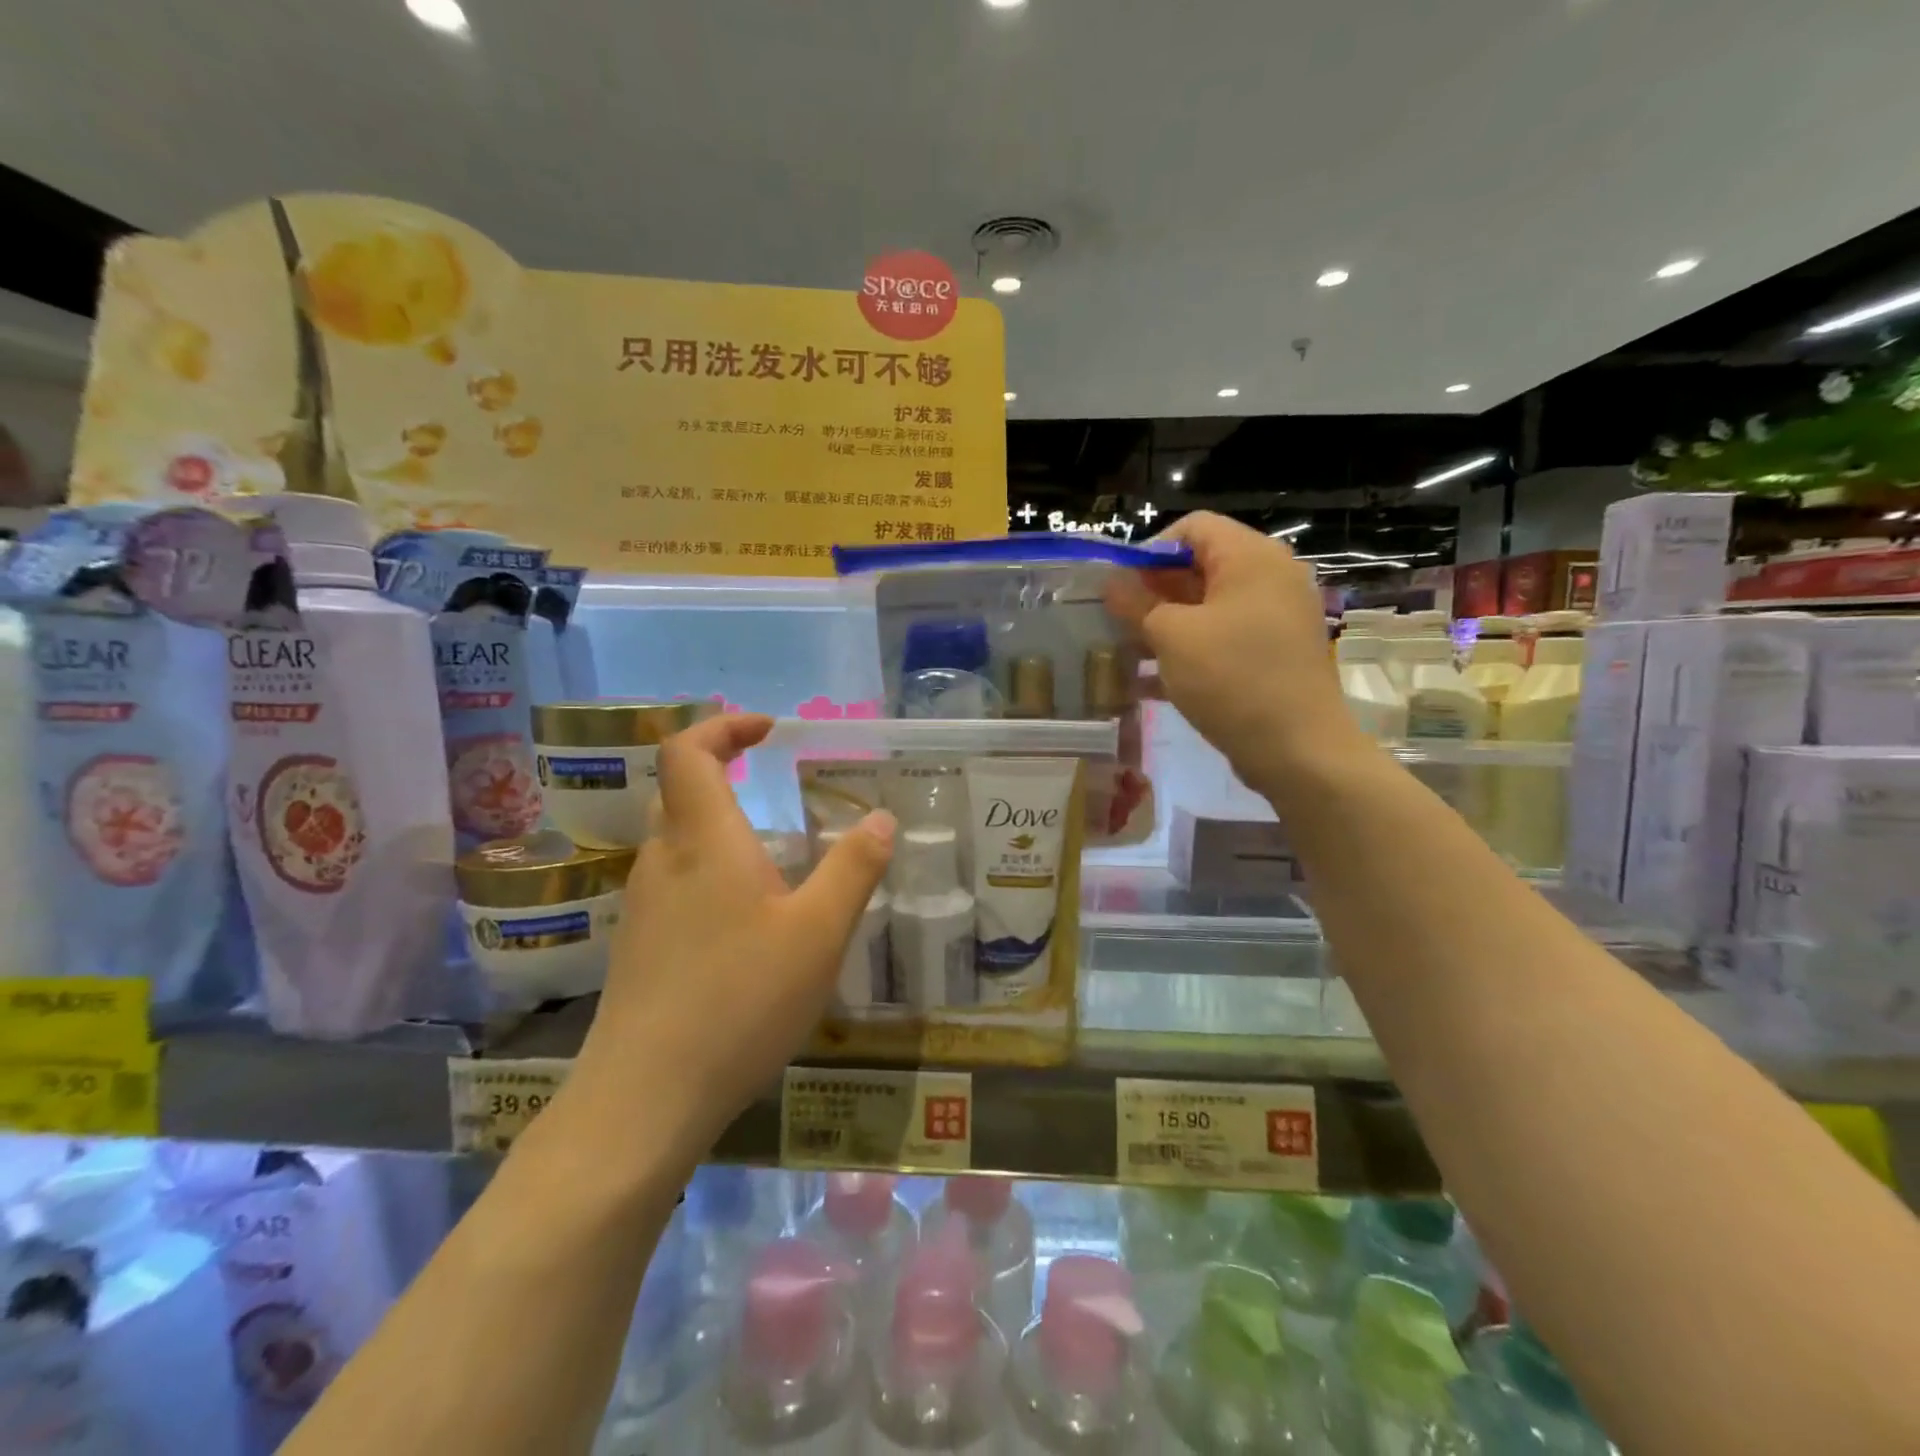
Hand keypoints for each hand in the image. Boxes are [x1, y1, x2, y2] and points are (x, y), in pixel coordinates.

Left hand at [572, 714, 894, 1152]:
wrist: (644, 1099)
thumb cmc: (739, 1000)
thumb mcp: (818, 932)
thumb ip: (853, 868)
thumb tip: (882, 818)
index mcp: (704, 839)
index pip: (688, 751)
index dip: (723, 726)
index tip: (769, 730)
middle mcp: (663, 860)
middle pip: (678, 789)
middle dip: (722, 770)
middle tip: (772, 781)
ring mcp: (642, 905)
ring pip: (676, 839)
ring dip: (719, 824)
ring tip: (774, 856)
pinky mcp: (638, 946)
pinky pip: (674, 883)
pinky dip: (709, 870)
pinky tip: (745, 920)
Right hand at [1105, 511, 1358, 786]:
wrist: (1298, 750)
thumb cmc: (1232, 679)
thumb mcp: (1172, 637)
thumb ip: (1137, 603)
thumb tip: (1112, 582)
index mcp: (1251, 557)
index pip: (1193, 528)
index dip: (1150, 551)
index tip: (1121, 588)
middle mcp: (1271, 577)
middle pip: (1202, 566)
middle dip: (1154, 592)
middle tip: (1119, 622)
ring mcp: (1277, 617)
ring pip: (1210, 607)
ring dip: (1167, 625)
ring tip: (1129, 653)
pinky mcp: (1276, 653)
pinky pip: (1225, 638)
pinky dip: (1191, 650)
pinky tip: (1153, 683)